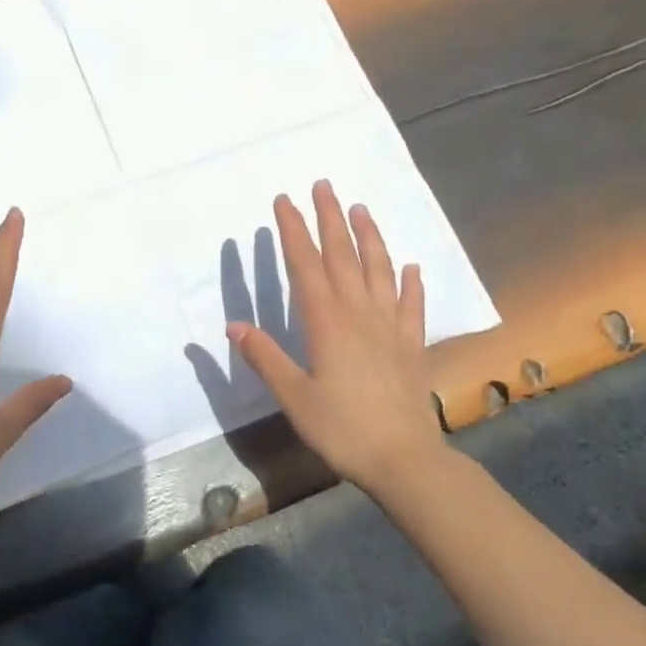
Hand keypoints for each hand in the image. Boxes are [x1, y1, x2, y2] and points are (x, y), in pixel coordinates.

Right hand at [228, 181, 447, 498]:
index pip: (305, 265)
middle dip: (330, 218)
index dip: (293, 231)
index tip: (284, 201)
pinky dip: (411, 283)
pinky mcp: (411, 345)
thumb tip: (234, 325)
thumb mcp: (294, 397)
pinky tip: (411, 267)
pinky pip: (412, 306)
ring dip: (369, 237)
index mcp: (326, 322)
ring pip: (379, 270)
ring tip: (360, 209)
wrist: (405, 460)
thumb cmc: (342, 428)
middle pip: (343, 255)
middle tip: (323, 185)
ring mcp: (390, 327)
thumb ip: (265, 358)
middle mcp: (359, 313)